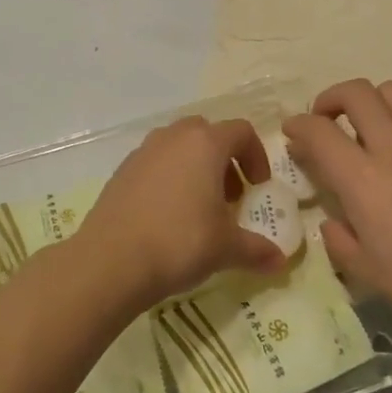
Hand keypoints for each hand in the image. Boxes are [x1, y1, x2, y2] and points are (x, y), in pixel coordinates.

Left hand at [74, 117, 287, 310]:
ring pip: (178, 146)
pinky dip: (168, 178)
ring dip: (195, 167)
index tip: (258, 187)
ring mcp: (143, 152)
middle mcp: (173, 138)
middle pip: (207, 133)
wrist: (111, 261)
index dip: (256, 155)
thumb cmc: (180, 242)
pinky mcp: (121, 171)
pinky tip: (167, 215)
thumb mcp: (226, 248)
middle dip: (224, 159)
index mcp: (205, 144)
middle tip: (230, 195)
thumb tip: (280, 261)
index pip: (241, 131)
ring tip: (199, 206)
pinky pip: (154, 163)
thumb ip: (256, 249)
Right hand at [283, 79, 391, 329]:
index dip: (298, 126)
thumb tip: (331, 221)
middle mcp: (391, 146)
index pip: (318, 130)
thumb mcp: (363, 269)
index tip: (292, 134)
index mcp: (361, 178)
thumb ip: (336, 239)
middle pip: (355, 92)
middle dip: (331, 98)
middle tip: (326, 119)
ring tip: (366, 125)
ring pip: (390, 91)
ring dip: (369, 101)